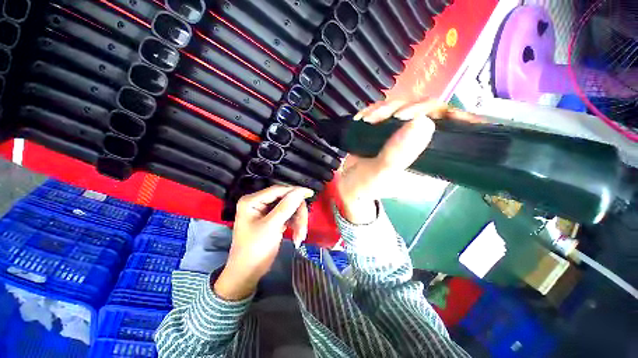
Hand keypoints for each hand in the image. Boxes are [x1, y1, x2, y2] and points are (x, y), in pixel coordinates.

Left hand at [214, 185, 313, 299]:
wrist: (248, 273)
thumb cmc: (254, 249)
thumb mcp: (271, 226)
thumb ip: (286, 206)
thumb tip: (301, 190)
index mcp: (253, 201)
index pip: (278, 190)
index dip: (295, 191)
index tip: (310, 193)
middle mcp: (259, 203)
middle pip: (286, 200)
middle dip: (297, 214)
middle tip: (303, 230)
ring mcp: (267, 212)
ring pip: (290, 208)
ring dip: (298, 222)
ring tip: (300, 237)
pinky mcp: (274, 219)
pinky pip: (289, 216)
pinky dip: (295, 225)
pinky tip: (297, 237)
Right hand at [338, 100, 478, 223]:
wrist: (348, 184)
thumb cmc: (366, 186)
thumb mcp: (381, 175)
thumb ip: (398, 154)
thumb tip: (423, 122)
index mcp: (433, 163)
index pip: (457, 135)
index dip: (452, 117)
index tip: (429, 112)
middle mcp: (425, 147)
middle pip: (432, 114)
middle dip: (407, 109)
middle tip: (384, 116)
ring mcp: (407, 136)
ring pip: (410, 108)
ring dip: (386, 109)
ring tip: (367, 120)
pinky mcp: (392, 130)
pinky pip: (391, 110)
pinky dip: (377, 110)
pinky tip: (364, 118)